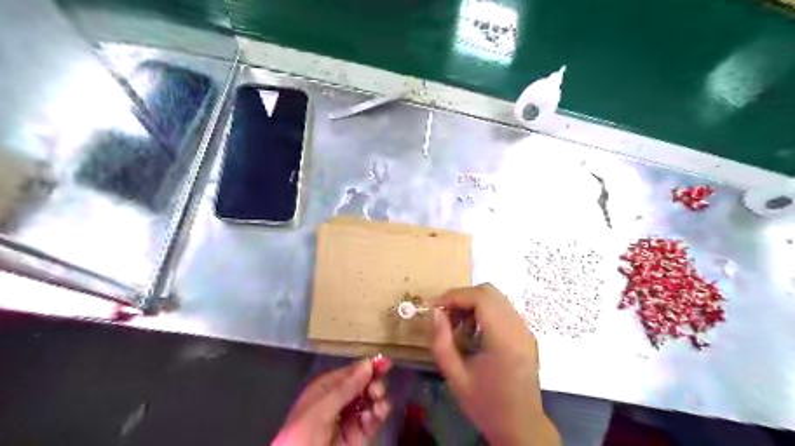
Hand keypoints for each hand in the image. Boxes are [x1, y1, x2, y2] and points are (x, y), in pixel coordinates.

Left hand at [274, 358, 394, 445]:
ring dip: (378, 399)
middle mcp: (338, 401)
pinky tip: (375, 416)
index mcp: (324, 389)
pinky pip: (373, 421)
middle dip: (373, 384)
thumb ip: (345, 388)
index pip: (349, 372)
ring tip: (377, 405)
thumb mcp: (320, 410)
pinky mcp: (357, 437)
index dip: (367, 366)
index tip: (386, 362)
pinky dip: (378, 416)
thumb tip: (368, 364)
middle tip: (376, 391)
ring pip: (370, 401)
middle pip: (363, 385)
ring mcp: (348, 419)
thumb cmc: (303, 436)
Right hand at [434, 284, 556, 443]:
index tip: (435, 308)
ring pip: (496, 298)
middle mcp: (519, 328)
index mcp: (504, 340)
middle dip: (463, 297)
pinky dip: (484, 311)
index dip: (454, 296)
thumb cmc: (486, 404)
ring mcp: (525, 329)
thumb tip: (435, 312)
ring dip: (473, 304)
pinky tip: (474, 332)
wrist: (522, 426)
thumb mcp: (455, 377)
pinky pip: (502, 309)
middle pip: (489, 291)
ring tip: (459, 326)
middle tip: (445, 315)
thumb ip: (441, 342)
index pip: (480, 298)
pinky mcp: (526, 333)